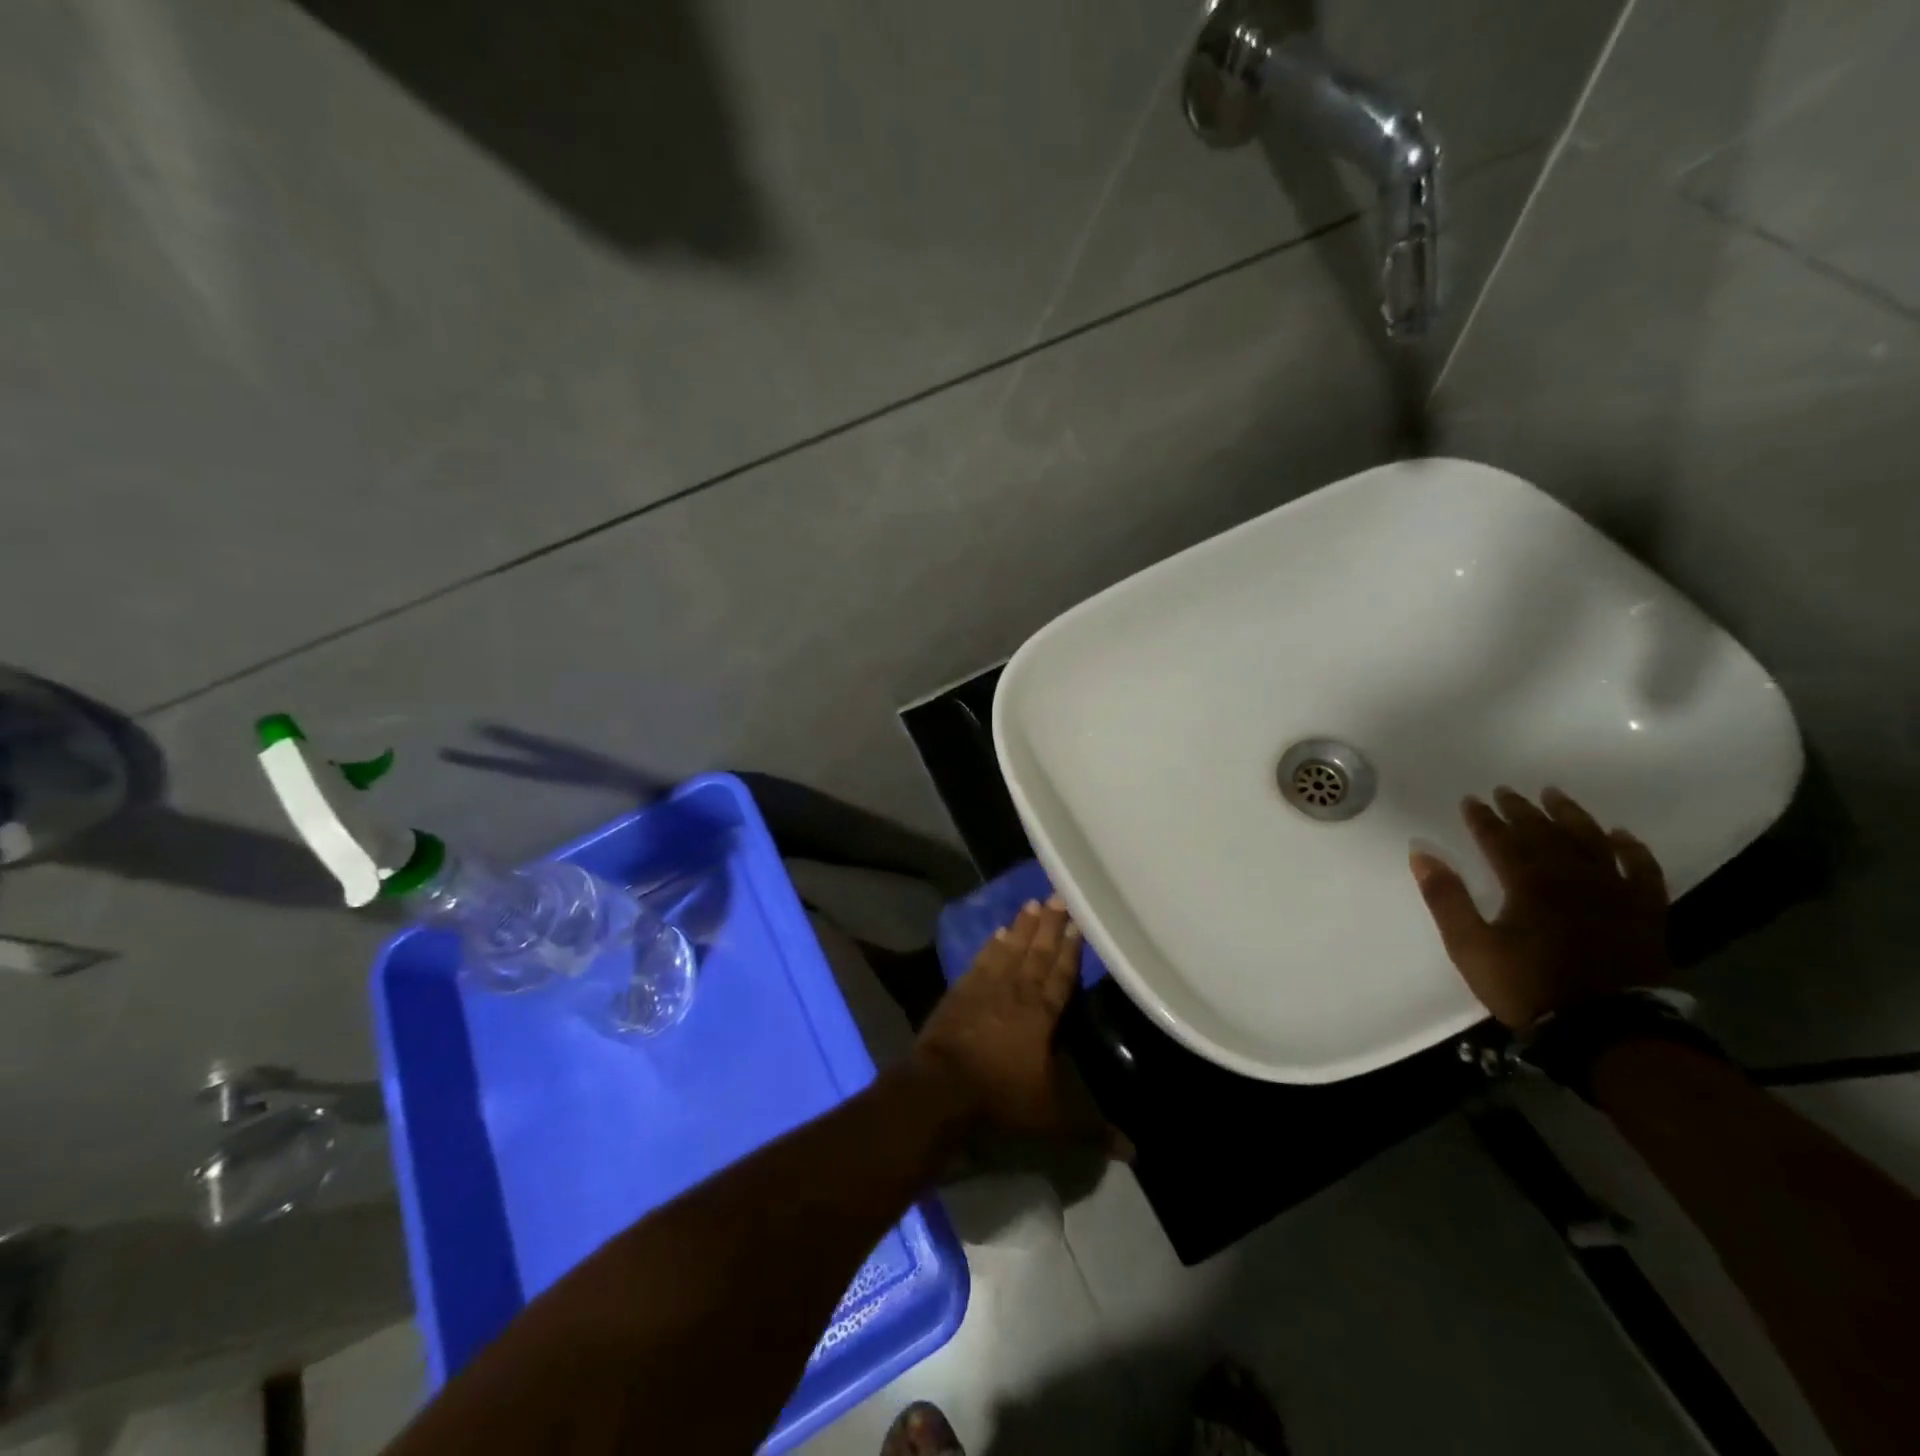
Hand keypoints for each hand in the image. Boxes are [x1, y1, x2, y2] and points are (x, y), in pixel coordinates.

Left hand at [911, 897, 1125, 1156]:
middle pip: (1037, 952)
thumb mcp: (1052, 1118)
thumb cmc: (1000, 1098)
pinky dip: (990, 946)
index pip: (1062, 974)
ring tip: (1033, 904)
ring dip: (1022, 927)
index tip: (1079, 921)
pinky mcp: (960, 992)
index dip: (1071, 948)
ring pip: (1010, 949)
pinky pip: (981, 961)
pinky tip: (997, 933)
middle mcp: (1016, 991)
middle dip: (1050, 925)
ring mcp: (985, 988)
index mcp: (1042, 1013)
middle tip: (1059, 895)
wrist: (940, 1088)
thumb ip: (1092, 1129)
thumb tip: (1135, 1152)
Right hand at [1409, 787, 1671, 1029]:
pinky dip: (1631, 850)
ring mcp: (1614, 893)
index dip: (1483, 819)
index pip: (1501, 839)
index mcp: (1528, 883)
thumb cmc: (1529, 987)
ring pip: (1592, 842)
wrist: (1609, 1031)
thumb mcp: (1470, 946)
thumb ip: (1446, 897)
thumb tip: (1421, 852)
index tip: (1471, 799)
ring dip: (1571, 816)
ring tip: (1555, 796)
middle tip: (1506, 791)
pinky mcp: (1645, 914)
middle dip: (1522, 810)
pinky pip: (1642, 872)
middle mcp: (1572, 877)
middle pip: (1545, 833)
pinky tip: (1620, 836)